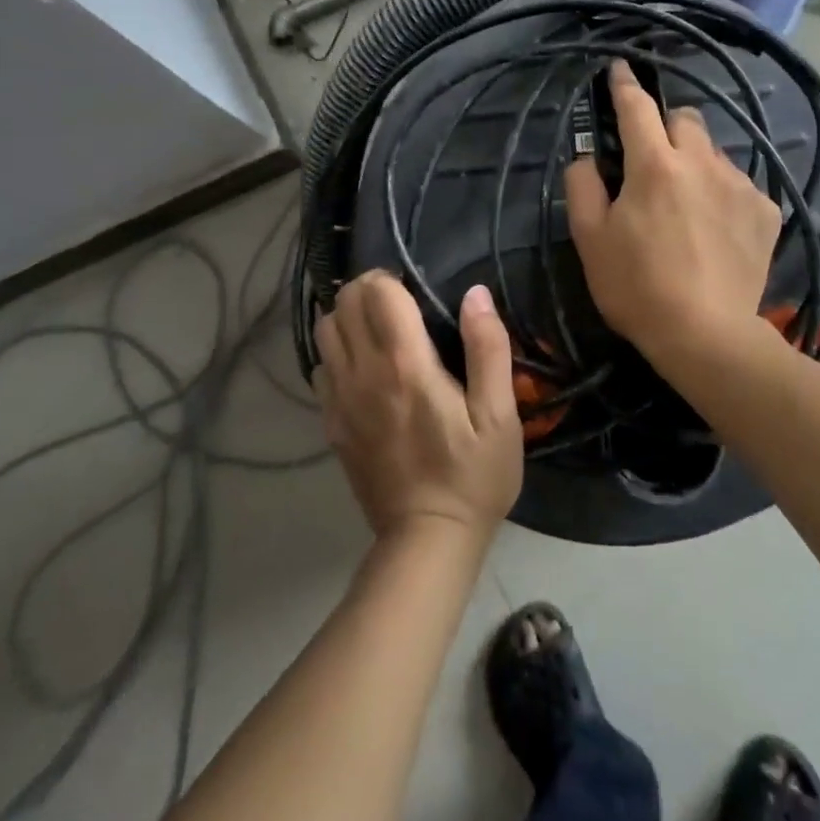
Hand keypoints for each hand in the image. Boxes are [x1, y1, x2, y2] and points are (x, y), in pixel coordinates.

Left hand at [315, 274, 523, 543]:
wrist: (426, 541)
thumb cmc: (472, 475)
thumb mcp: (499, 415)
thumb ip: (488, 348)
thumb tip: (475, 293)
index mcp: (405, 364)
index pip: (376, 292)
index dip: (391, 279)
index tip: (415, 291)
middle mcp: (363, 373)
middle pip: (343, 303)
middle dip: (367, 291)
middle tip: (398, 305)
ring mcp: (339, 399)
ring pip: (324, 331)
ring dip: (347, 318)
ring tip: (379, 330)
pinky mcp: (330, 422)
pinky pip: (320, 366)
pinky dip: (337, 353)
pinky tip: (364, 368)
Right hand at [565, 60, 782, 359]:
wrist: (707, 336)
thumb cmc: (637, 287)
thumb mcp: (589, 239)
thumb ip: (582, 185)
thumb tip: (588, 157)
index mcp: (654, 165)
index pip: (637, 107)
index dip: (624, 84)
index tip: (620, 68)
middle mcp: (702, 162)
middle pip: (685, 118)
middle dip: (666, 125)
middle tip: (653, 158)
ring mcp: (740, 185)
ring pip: (714, 151)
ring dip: (696, 161)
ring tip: (687, 202)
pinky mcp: (766, 211)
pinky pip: (739, 183)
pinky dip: (722, 192)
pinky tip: (716, 228)